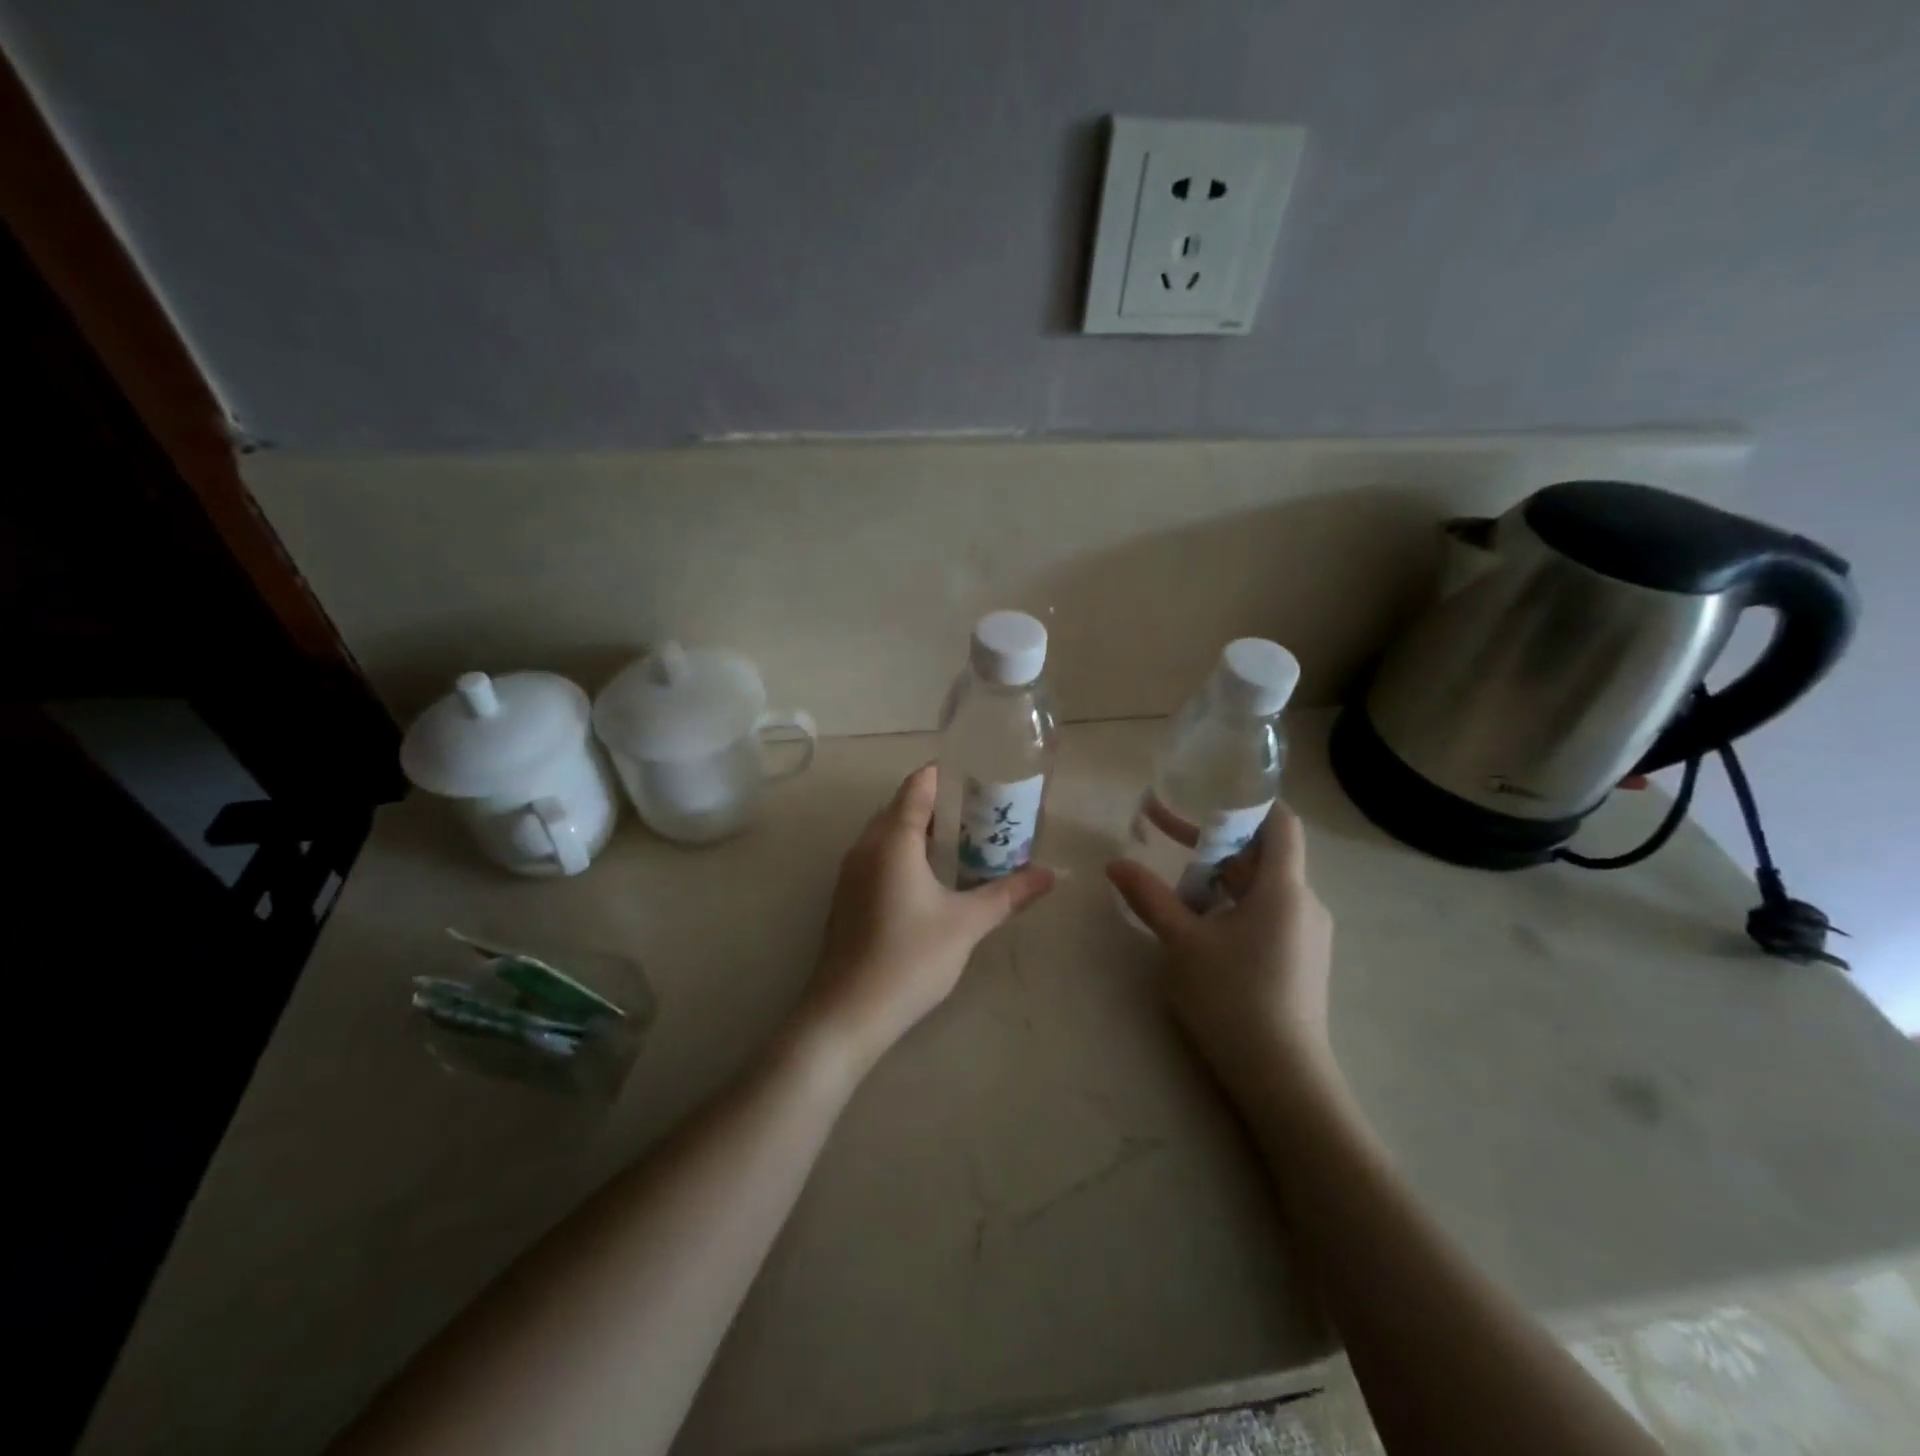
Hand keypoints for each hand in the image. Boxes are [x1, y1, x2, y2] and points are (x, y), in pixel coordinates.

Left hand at [800, 765, 1054, 1075]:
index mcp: (892, 840)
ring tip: (963, 840)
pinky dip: (905, 852)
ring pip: (888, 833)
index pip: (917, 786)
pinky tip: (931, 877)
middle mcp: (866, 846)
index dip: (946, 774)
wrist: (847, 1013)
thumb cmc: (910, 959)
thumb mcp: (967, 924)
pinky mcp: (847, 896)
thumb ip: (1009, 894)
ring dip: (921, 829)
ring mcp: (851, 872)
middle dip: (939, 803)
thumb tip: (1051, 875)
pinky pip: (878, 856)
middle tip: (981, 810)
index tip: (979, 774)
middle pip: (902, 806)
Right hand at [1106, 803, 1335, 1107]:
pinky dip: (1231, 906)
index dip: (1248, 802)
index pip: (1280, 823)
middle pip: (1261, 855)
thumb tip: (1114, 864)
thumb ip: (1149, 898)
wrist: (1283, 1080)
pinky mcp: (1300, 961)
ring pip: (1259, 888)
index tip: (1207, 794)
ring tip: (1174, 888)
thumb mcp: (1182, 943)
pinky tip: (1200, 927)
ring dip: (1217, 879)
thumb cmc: (1233, 999)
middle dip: (1212, 843)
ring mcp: (1306, 935)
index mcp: (1283, 889)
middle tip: (1162, 834)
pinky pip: (1265, 915)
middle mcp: (1303, 904)